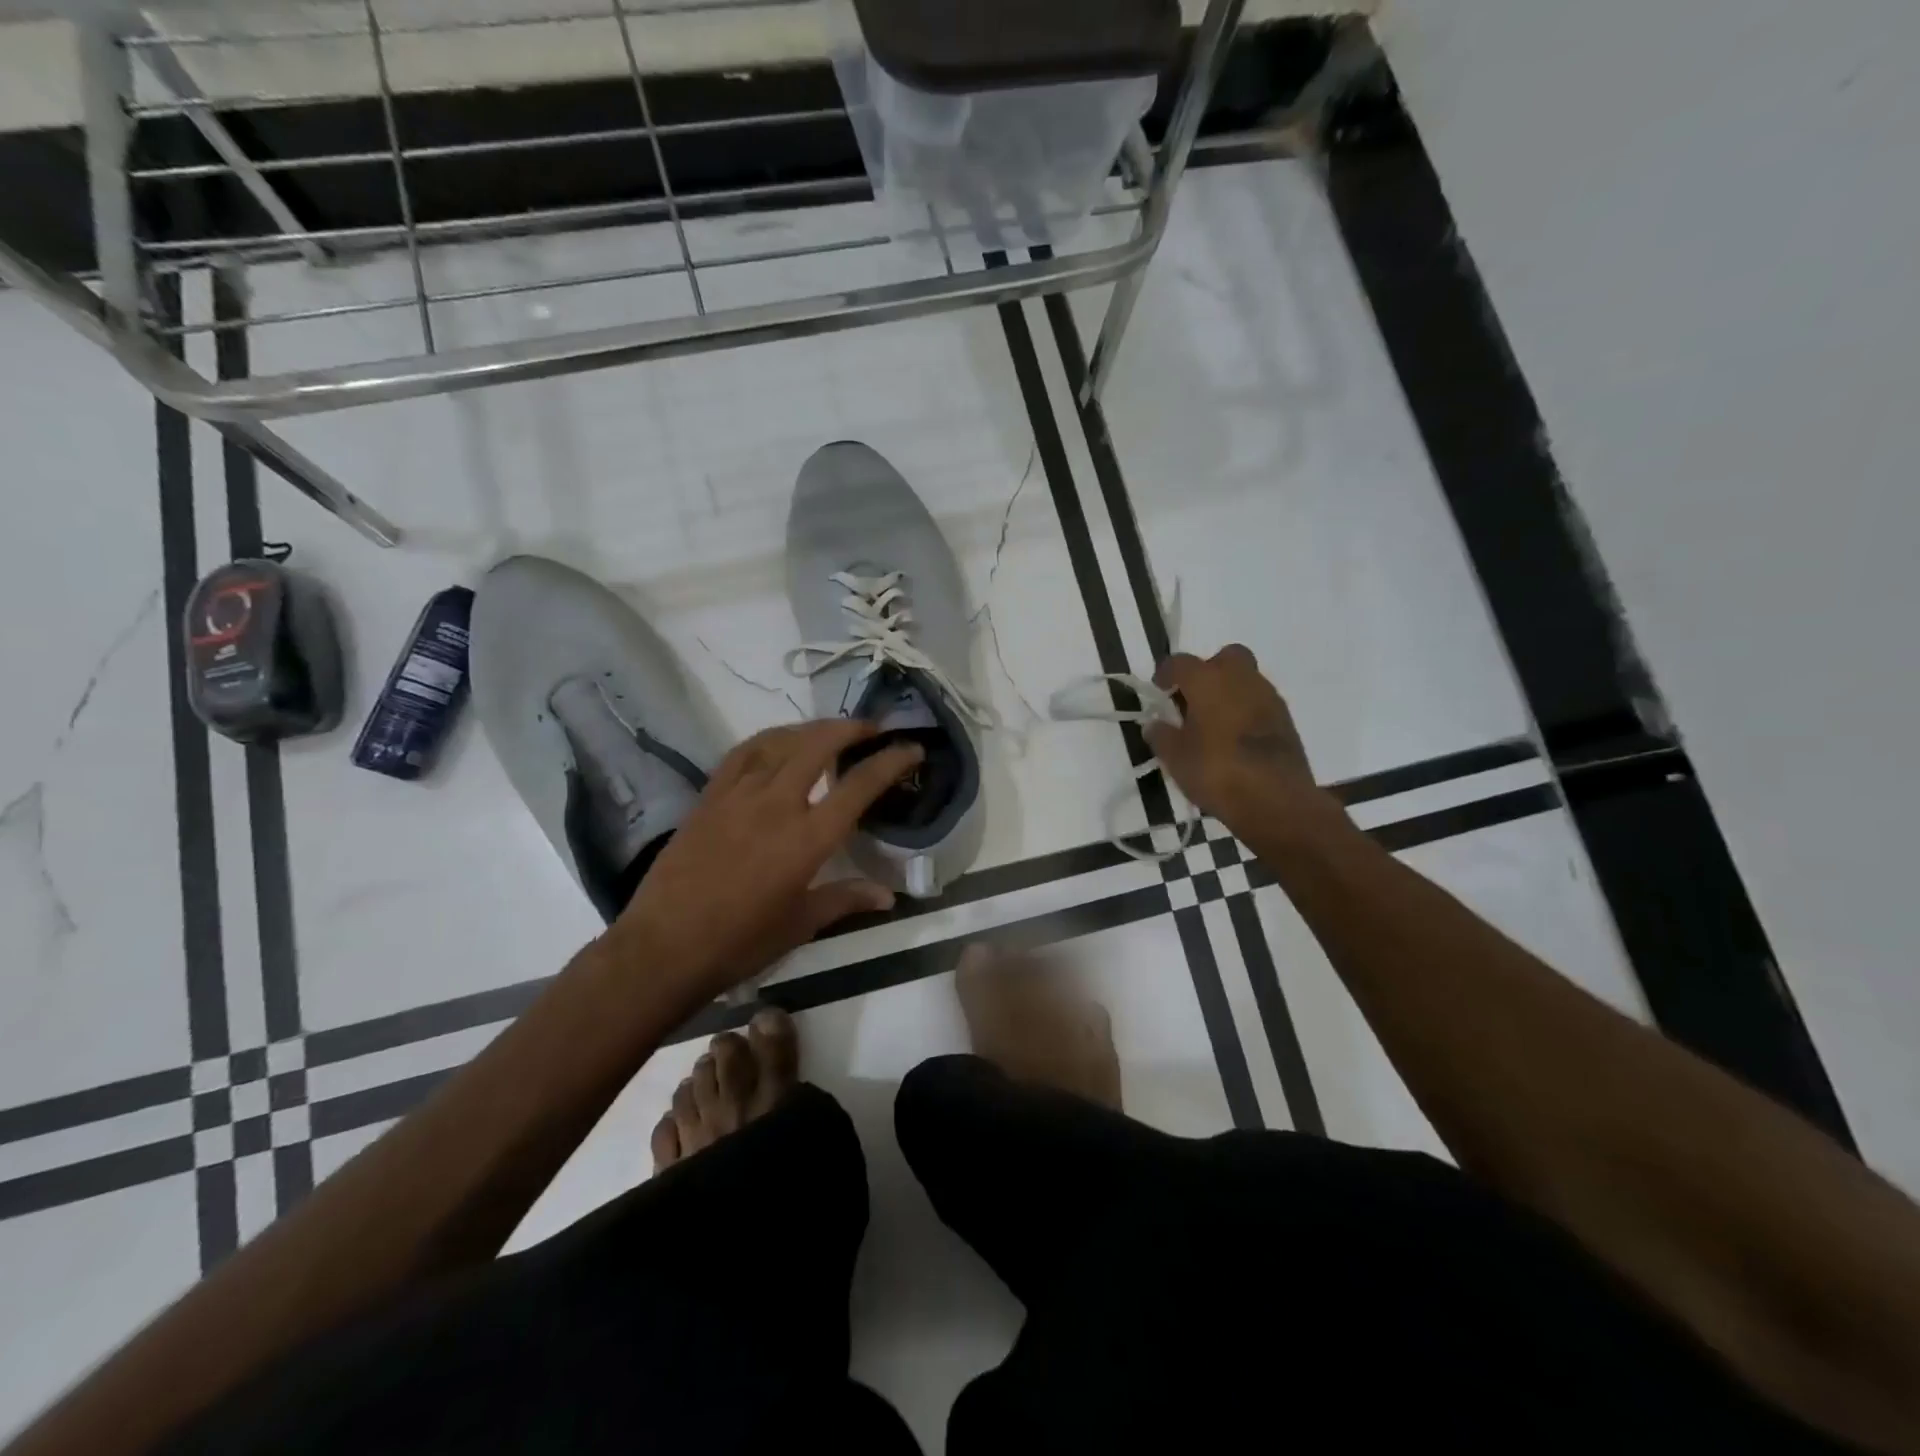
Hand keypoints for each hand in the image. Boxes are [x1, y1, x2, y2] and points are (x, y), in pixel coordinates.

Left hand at [606, 720, 922, 1006]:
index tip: (912, 748)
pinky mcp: (709, 796)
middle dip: (851, 729)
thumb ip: (846, 900)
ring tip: (830, 731)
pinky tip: (777, 743)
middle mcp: (777, 804)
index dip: (891, 761)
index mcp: (808, 838)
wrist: (665, 946)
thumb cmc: (741, 942)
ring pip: (781, 741)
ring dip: (812, 729)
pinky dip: (768, 739)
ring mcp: (739, 795)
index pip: (859, 785)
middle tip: (871, 730)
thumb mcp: (801, 924)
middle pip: (819, 745)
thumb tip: (888, 897)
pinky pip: (742, 752)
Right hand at [1146, 645, 1333, 838]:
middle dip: (1207, 671)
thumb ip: (1161, 736)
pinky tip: (1235, 738)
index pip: (1180, 662)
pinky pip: (1259, 703)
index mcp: (1208, 680)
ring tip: (1213, 723)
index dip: (1165, 674)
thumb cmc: (1216, 771)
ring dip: (1228, 692)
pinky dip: (1246, 711)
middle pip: (1224, 658)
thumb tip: (1155, 725)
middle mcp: (1241, 678)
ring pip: (1245, 679)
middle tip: (1193, 700)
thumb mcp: (1175, 758)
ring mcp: (1268, 697)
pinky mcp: (1286, 720)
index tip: (1158, 690)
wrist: (1276, 800)